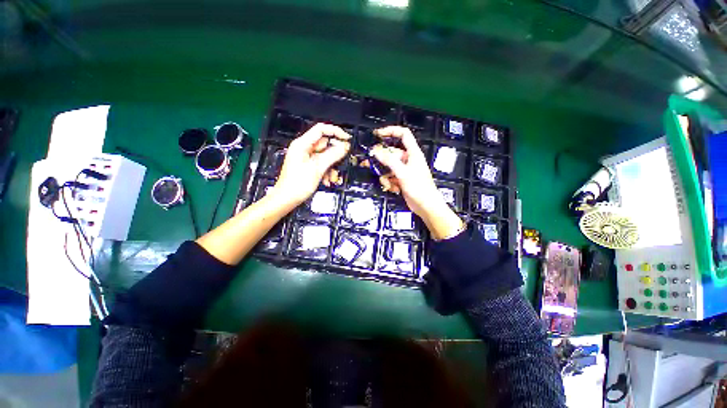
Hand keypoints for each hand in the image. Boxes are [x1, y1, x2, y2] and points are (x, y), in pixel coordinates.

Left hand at [272, 123, 350, 206]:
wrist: (287, 199)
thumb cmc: (297, 184)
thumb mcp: (318, 168)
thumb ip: (332, 155)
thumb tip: (344, 146)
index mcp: (302, 144)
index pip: (321, 129)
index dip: (335, 131)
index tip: (346, 139)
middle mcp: (304, 148)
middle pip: (325, 144)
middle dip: (334, 155)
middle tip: (340, 162)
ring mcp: (306, 157)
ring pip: (325, 156)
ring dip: (331, 166)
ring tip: (332, 176)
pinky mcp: (308, 165)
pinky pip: (321, 163)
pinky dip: (326, 171)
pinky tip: (327, 180)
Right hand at [370, 126, 463, 239]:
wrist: (426, 206)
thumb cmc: (419, 188)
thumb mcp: (402, 173)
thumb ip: (389, 161)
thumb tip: (376, 151)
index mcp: (413, 153)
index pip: (403, 135)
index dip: (391, 131)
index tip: (378, 134)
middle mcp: (408, 159)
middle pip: (391, 153)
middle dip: (381, 160)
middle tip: (367, 162)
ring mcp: (404, 170)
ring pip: (388, 167)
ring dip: (385, 175)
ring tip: (388, 184)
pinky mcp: (401, 179)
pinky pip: (390, 176)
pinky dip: (389, 182)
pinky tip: (393, 189)